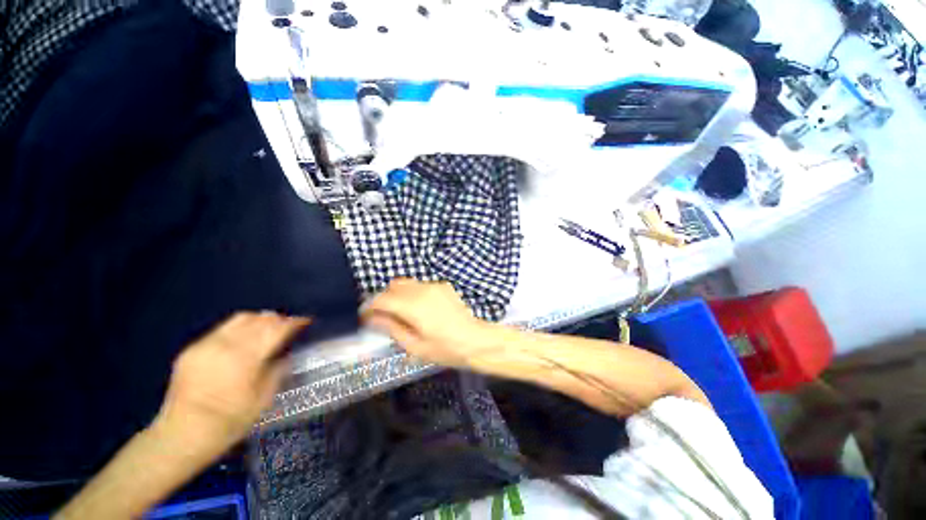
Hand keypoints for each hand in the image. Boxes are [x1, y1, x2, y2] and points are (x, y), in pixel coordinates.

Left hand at [154, 312, 308, 455]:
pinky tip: (242, 341)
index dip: (294, 322)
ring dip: (258, 321)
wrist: (182, 435)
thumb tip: (286, 354)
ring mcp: (207, 344)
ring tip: (266, 330)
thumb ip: (278, 370)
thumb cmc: (229, 421)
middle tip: (287, 327)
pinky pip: (222, 329)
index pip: (277, 328)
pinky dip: (239, 329)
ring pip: (240, 318)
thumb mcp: (263, 399)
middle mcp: (226, 344)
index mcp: (246, 357)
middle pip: (259, 319)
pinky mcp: (193, 349)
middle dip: (278, 319)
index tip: (305, 321)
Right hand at [361, 279, 489, 367]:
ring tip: (402, 314)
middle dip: (385, 298)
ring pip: (407, 283)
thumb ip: (391, 328)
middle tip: (384, 316)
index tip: (366, 317)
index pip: (383, 298)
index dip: (370, 306)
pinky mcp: (443, 286)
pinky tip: (421, 310)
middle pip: (394, 286)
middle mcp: (423, 290)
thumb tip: (371, 319)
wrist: (476, 340)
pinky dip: (414, 294)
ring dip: (399, 295)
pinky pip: (421, 285)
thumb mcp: (415, 345)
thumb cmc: (445, 349)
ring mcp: (435, 286)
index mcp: (414, 306)